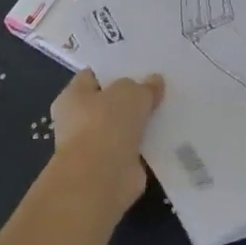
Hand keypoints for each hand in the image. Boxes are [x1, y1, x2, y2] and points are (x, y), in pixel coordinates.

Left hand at [50, 70, 163, 210]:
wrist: (101, 178)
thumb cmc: (106, 124)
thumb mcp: (130, 93)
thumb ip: (144, 86)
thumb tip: (154, 82)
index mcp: (73, 96)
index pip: (94, 76)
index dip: (116, 70)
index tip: (141, 66)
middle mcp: (79, 121)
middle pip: (111, 103)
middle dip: (133, 98)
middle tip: (161, 86)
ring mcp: (97, 146)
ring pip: (125, 127)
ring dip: (143, 123)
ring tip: (171, 108)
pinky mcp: (114, 167)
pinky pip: (136, 149)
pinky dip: (150, 145)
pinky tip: (171, 135)